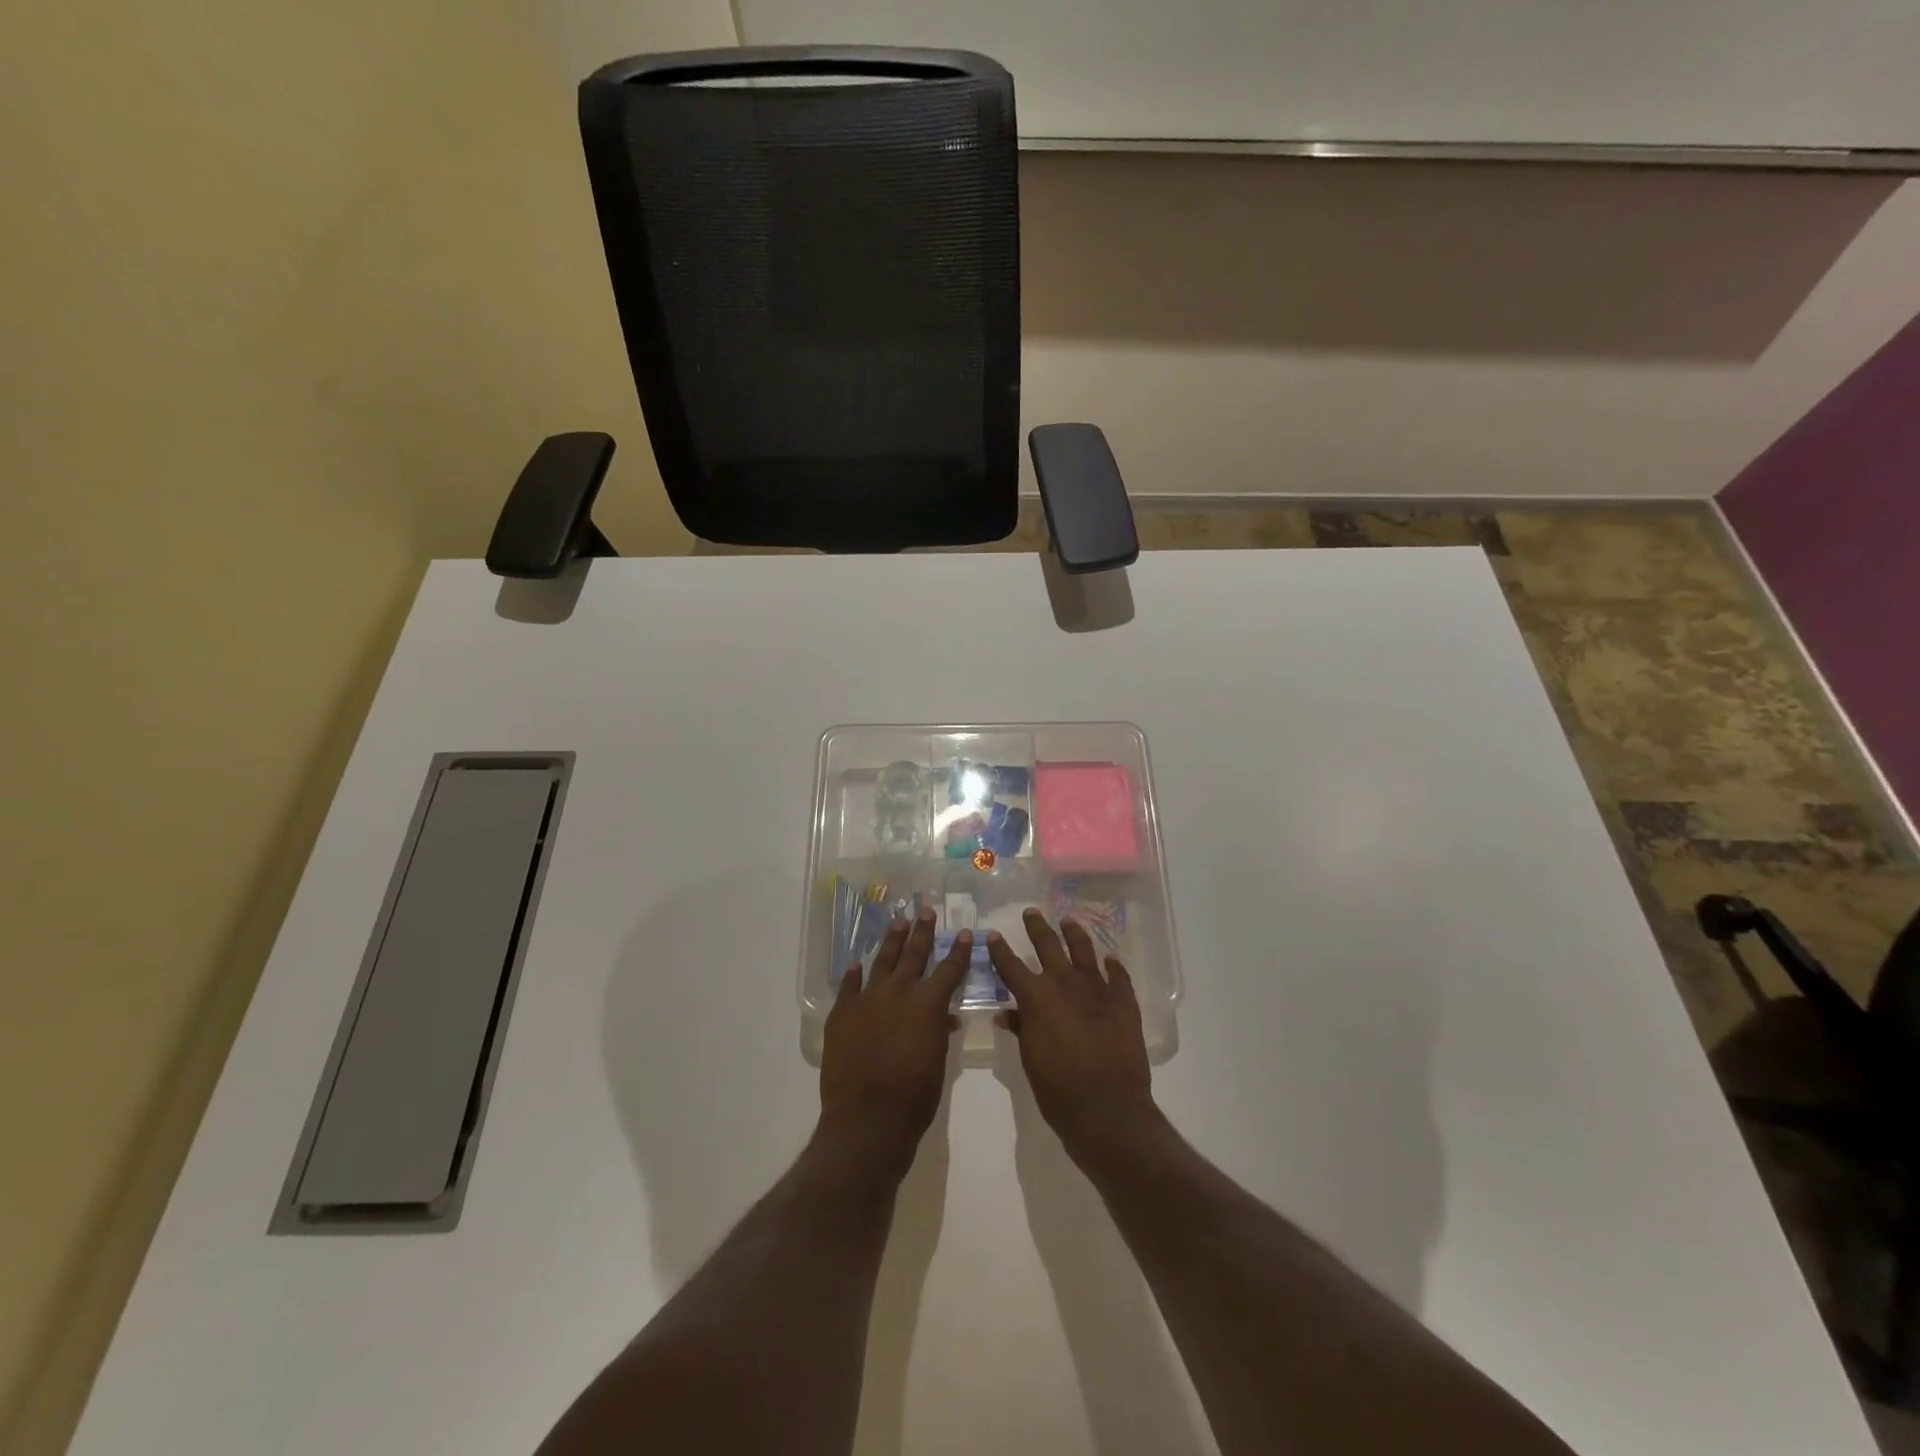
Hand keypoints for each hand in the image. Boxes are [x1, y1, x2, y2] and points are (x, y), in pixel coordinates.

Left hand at [819, 909, 969, 1179]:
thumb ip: (939, 1033)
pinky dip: (855, 974)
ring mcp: (867, 1000)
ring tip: (899, 922)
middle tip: (926, 910)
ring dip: (892, 941)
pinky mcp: (842, 1013)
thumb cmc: (913, 1098)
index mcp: (927, 1005)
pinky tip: (858, 963)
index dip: (958, 951)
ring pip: (882, 962)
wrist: (866, 1119)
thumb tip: (945, 1018)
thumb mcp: (938, 1064)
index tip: (964, 932)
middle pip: (914, 955)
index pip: (949, 969)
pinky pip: (849, 986)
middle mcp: (898, 993)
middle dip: (923, 932)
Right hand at [987, 909, 1157, 1168]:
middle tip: (1031, 912)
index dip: (999, 950)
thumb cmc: (1058, 1088)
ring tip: (1069, 921)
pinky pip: (1118, 976)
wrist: (1107, 1107)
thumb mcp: (1030, 1059)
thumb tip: (1005, 1013)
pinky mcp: (1123, 1002)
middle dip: (1037, 927)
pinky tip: (1110, 958)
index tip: (993, 934)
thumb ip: (1019, 1028)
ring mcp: (1097, 989)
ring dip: (1075, 934)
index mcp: (1036, 997)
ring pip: (1084, 951)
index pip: (1011, 965)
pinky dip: (1113, 966)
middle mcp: (1064, 983)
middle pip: (1048, 946)